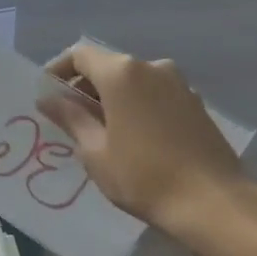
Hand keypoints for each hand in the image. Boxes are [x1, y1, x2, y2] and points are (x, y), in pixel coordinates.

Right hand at [43, 42, 256, 252]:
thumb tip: (48, 99)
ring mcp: (179, 84)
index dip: (58, 71)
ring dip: (111, 99)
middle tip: (69, 121)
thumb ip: (71, 118)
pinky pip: (154, 95)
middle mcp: (153, 67)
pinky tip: (131, 140)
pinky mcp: (195, 103)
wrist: (209, 200)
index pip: (80, 55)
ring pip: (133, 82)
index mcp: (123, 74)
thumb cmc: (141, 176)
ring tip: (99, 134)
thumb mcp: (94, 152)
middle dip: (84, 88)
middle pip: (108, 66)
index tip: (46, 97)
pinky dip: (135, 107)